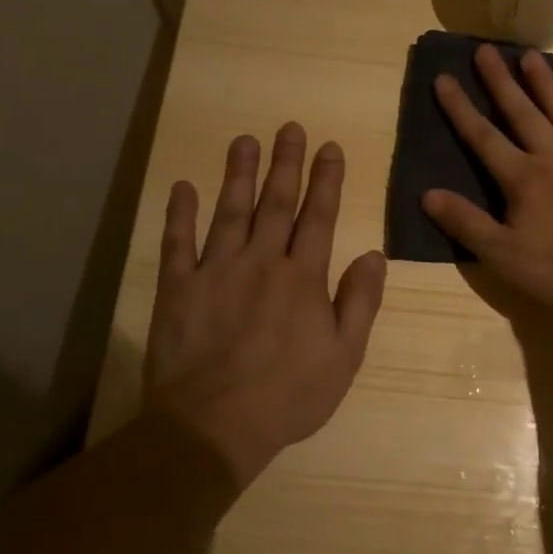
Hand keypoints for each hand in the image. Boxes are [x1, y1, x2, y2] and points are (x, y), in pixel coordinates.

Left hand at [143, 124, 386, 483]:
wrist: (214, 426)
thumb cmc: (289, 395)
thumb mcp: (345, 356)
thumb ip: (360, 302)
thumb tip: (374, 254)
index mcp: (303, 277)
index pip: (318, 217)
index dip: (326, 180)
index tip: (329, 147)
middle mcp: (261, 262)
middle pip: (276, 203)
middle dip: (285, 163)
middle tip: (289, 127)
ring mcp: (215, 271)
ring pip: (230, 211)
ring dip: (238, 173)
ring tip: (244, 140)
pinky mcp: (178, 288)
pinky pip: (177, 243)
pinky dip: (179, 214)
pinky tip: (183, 187)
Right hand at [422, 46, 552, 307]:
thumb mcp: (504, 254)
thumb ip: (466, 223)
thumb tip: (427, 194)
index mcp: (523, 178)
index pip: (483, 137)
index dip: (460, 108)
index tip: (444, 78)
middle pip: (522, 113)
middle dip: (500, 81)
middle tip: (485, 49)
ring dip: (546, 83)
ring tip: (531, 55)